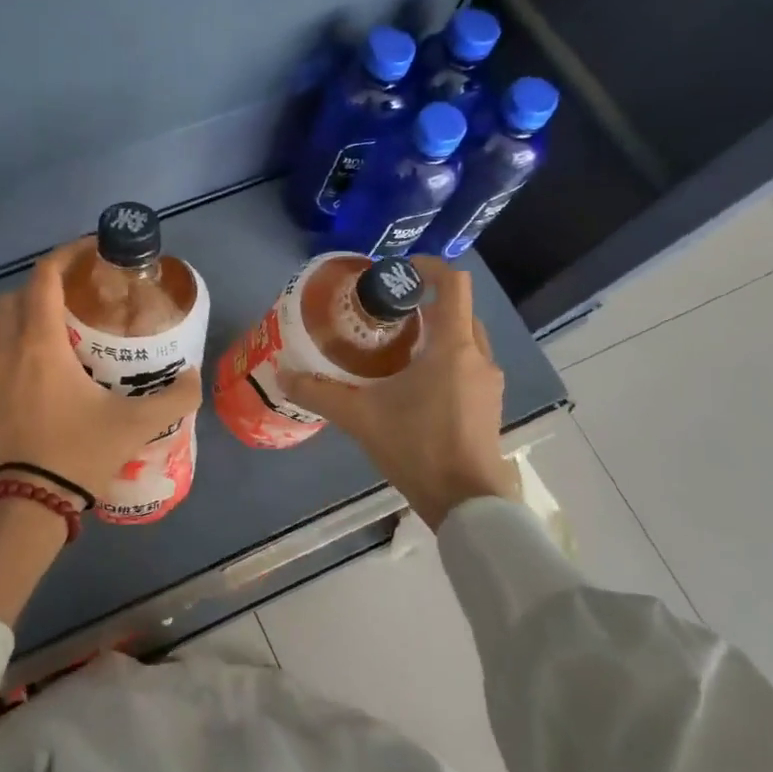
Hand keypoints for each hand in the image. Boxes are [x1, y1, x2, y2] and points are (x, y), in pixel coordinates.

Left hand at [0, 237, 202, 508]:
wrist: (23, 508)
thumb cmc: (75, 454)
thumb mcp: (134, 425)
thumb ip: (172, 399)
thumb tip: (193, 379)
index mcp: (40, 345)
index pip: (44, 278)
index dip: (66, 255)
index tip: (91, 251)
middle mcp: (8, 353)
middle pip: (14, 298)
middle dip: (43, 288)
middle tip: (78, 301)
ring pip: (2, 332)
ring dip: (29, 323)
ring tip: (67, 343)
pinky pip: (0, 364)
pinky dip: (21, 358)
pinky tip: (50, 386)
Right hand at [282, 257, 519, 528]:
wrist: (469, 504)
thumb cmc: (419, 447)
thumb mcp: (361, 418)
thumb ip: (320, 393)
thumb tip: (283, 375)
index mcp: (452, 347)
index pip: (453, 284)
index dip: (429, 267)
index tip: (398, 272)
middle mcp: (477, 357)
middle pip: (458, 311)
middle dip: (426, 304)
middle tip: (387, 315)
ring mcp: (488, 383)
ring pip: (464, 340)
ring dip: (436, 335)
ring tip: (396, 349)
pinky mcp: (489, 406)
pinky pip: (468, 366)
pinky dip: (444, 360)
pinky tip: (414, 386)